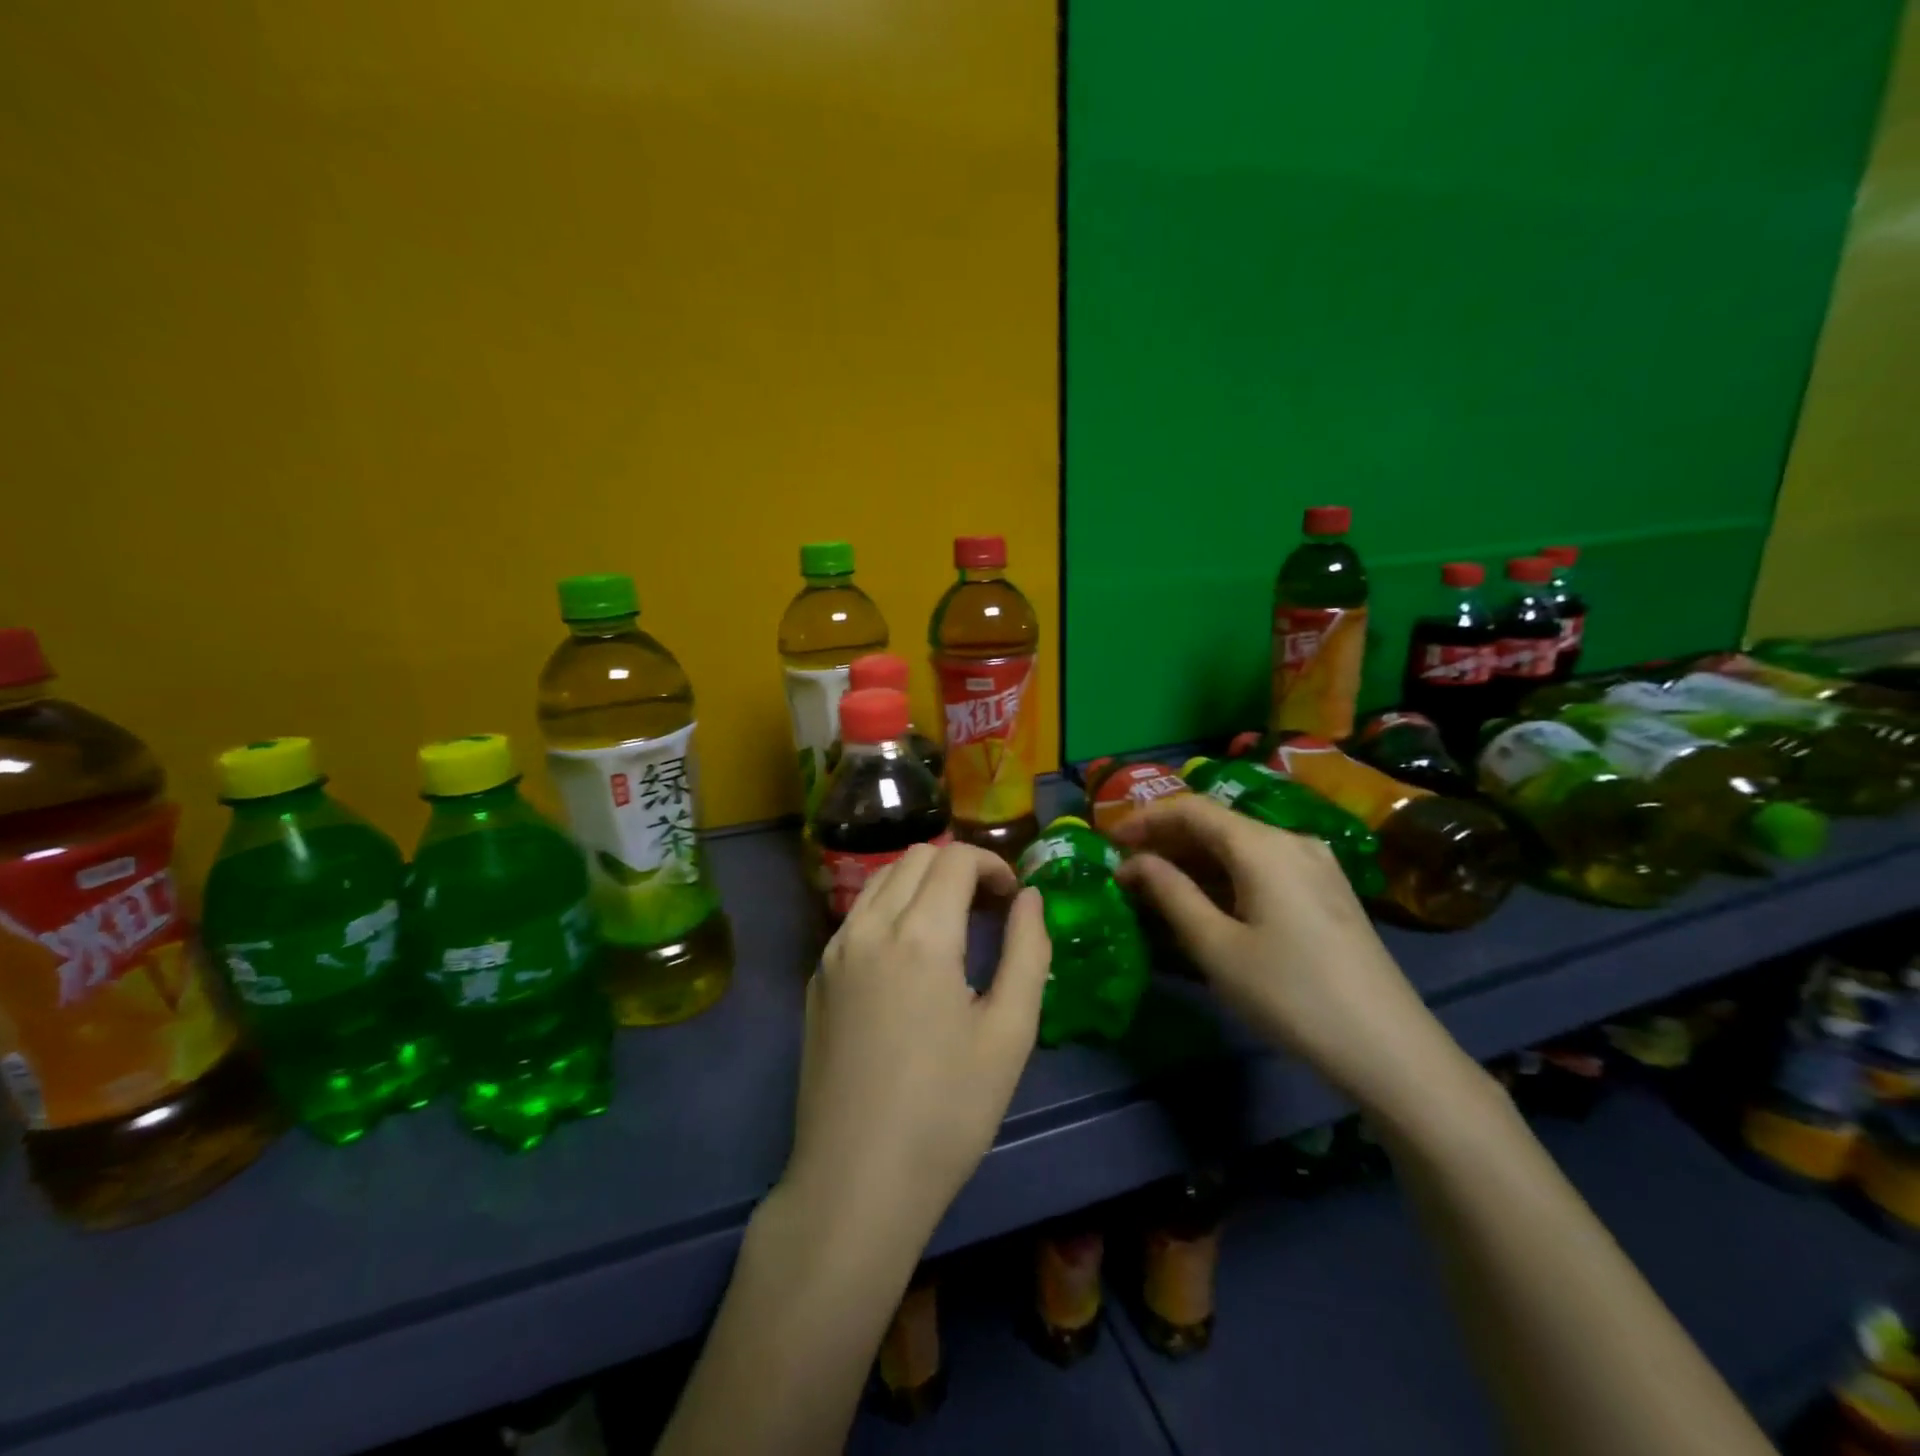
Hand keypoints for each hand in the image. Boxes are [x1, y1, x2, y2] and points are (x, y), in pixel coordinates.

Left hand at [781, 841, 1051, 1243]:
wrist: (855, 1181)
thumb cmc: (947, 1112)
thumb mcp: (1009, 1034)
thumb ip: (1027, 951)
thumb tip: (1029, 897)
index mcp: (920, 935)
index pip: (954, 858)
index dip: (992, 864)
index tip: (1012, 898)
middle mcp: (869, 927)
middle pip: (915, 857)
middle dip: (958, 867)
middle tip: (988, 909)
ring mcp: (834, 951)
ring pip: (880, 879)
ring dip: (921, 882)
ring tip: (951, 926)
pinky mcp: (817, 978)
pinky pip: (857, 915)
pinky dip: (890, 908)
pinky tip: (908, 958)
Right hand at [1112, 794, 1468, 1115]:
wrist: (1388, 1048)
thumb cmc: (1290, 994)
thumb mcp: (1217, 946)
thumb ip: (1170, 893)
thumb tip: (1133, 863)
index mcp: (1263, 845)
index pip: (1192, 809)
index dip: (1145, 819)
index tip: (1108, 841)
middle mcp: (1291, 840)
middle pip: (1217, 824)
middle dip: (1167, 841)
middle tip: (1127, 868)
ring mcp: (1316, 865)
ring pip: (1240, 846)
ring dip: (1194, 860)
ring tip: (1157, 887)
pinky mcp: (1327, 891)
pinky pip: (1263, 867)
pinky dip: (1225, 876)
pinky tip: (1206, 902)